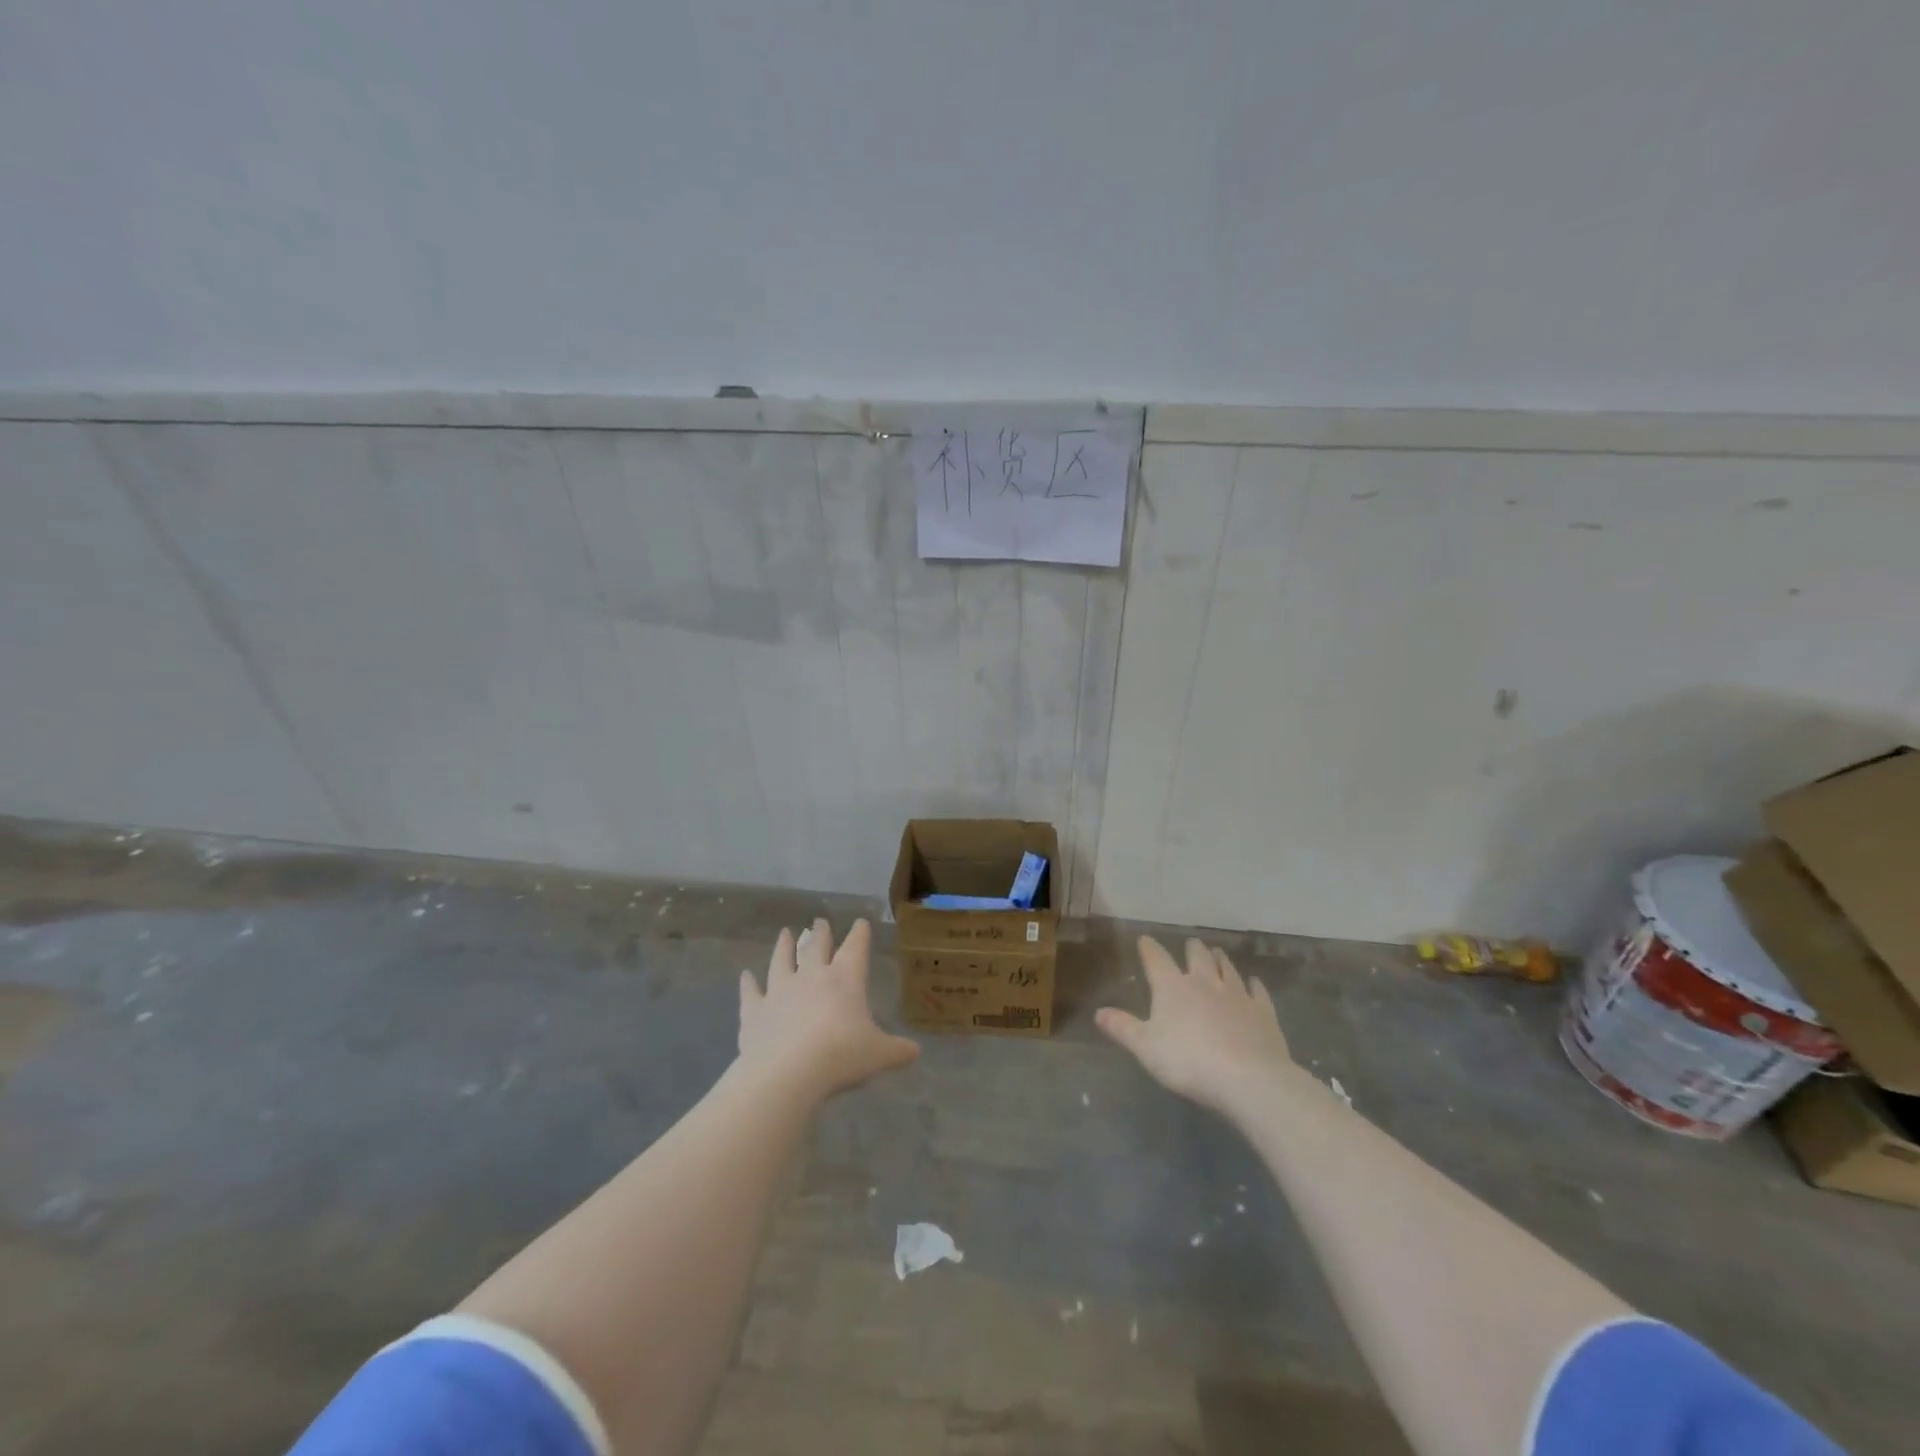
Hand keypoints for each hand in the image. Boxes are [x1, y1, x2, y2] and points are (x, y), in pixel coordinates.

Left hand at [738, 918, 918, 1096]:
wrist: (787, 1073)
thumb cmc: (840, 1057)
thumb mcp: (878, 1055)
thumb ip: (897, 1051)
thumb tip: (915, 1051)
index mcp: (844, 979)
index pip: (855, 948)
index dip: (859, 934)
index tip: (860, 922)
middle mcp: (811, 976)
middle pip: (816, 947)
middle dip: (820, 933)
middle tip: (819, 922)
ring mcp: (779, 991)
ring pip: (781, 961)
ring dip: (784, 946)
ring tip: (786, 933)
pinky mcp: (754, 1011)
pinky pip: (751, 992)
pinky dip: (748, 984)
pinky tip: (745, 976)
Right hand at [1097, 936, 1293, 1113]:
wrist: (1248, 1079)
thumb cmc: (1188, 1061)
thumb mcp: (1145, 1048)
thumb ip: (1122, 1027)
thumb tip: (1098, 1011)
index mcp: (1172, 987)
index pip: (1157, 959)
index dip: (1149, 948)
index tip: (1144, 939)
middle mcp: (1205, 982)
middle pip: (1198, 956)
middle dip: (1192, 949)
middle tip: (1191, 943)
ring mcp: (1237, 995)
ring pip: (1227, 968)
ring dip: (1220, 959)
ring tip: (1217, 952)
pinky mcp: (1263, 1012)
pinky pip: (1257, 992)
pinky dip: (1254, 985)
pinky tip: (1253, 983)